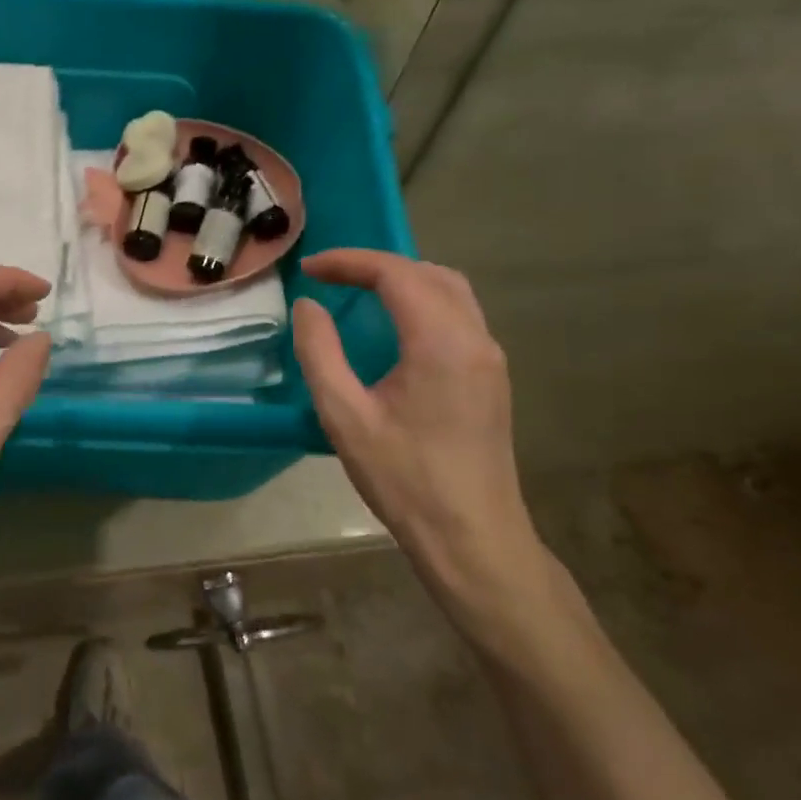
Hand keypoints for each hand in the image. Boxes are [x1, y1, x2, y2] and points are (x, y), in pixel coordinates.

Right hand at [292, 251, 557, 635]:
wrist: (471, 536)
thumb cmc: (404, 479)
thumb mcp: (345, 417)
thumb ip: (320, 353)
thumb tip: (309, 307)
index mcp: (440, 341)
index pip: (396, 274)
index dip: (350, 262)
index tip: (310, 269)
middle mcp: (475, 338)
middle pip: (428, 273)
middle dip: (377, 266)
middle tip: (331, 278)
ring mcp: (490, 358)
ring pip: (450, 291)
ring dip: (404, 280)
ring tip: (359, 293)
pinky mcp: (491, 377)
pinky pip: (459, 316)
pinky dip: (423, 302)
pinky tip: (395, 328)